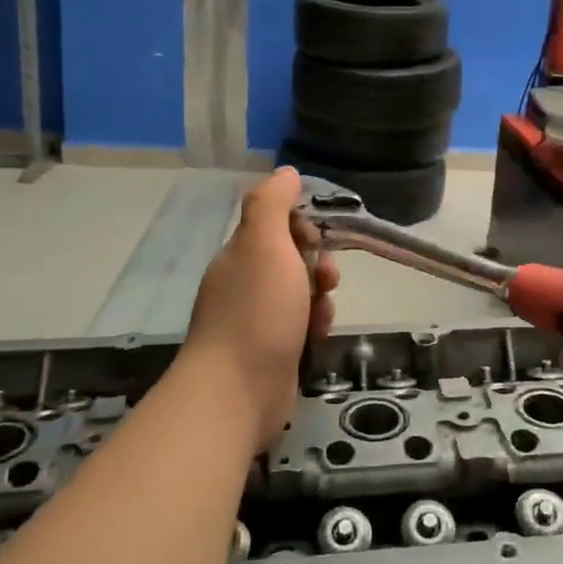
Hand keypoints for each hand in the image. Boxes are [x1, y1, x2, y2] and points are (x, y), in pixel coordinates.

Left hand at [183, 167, 338, 450]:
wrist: (238, 391)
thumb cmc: (257, 311)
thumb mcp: (264, 243)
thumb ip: (272, 203)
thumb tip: (286, 172)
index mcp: (240, 255)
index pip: (274, 225)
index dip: (301, 227)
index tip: (312, 240)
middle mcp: (244, 284)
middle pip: (292, 260)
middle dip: (317, 265)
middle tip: (324, 279)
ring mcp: (256, 321)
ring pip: (301, 295)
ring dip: (319, 299)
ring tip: (320, 315)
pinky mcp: (271, 353)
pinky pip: (301, 327)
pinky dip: (313, 328)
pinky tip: (317, 338)